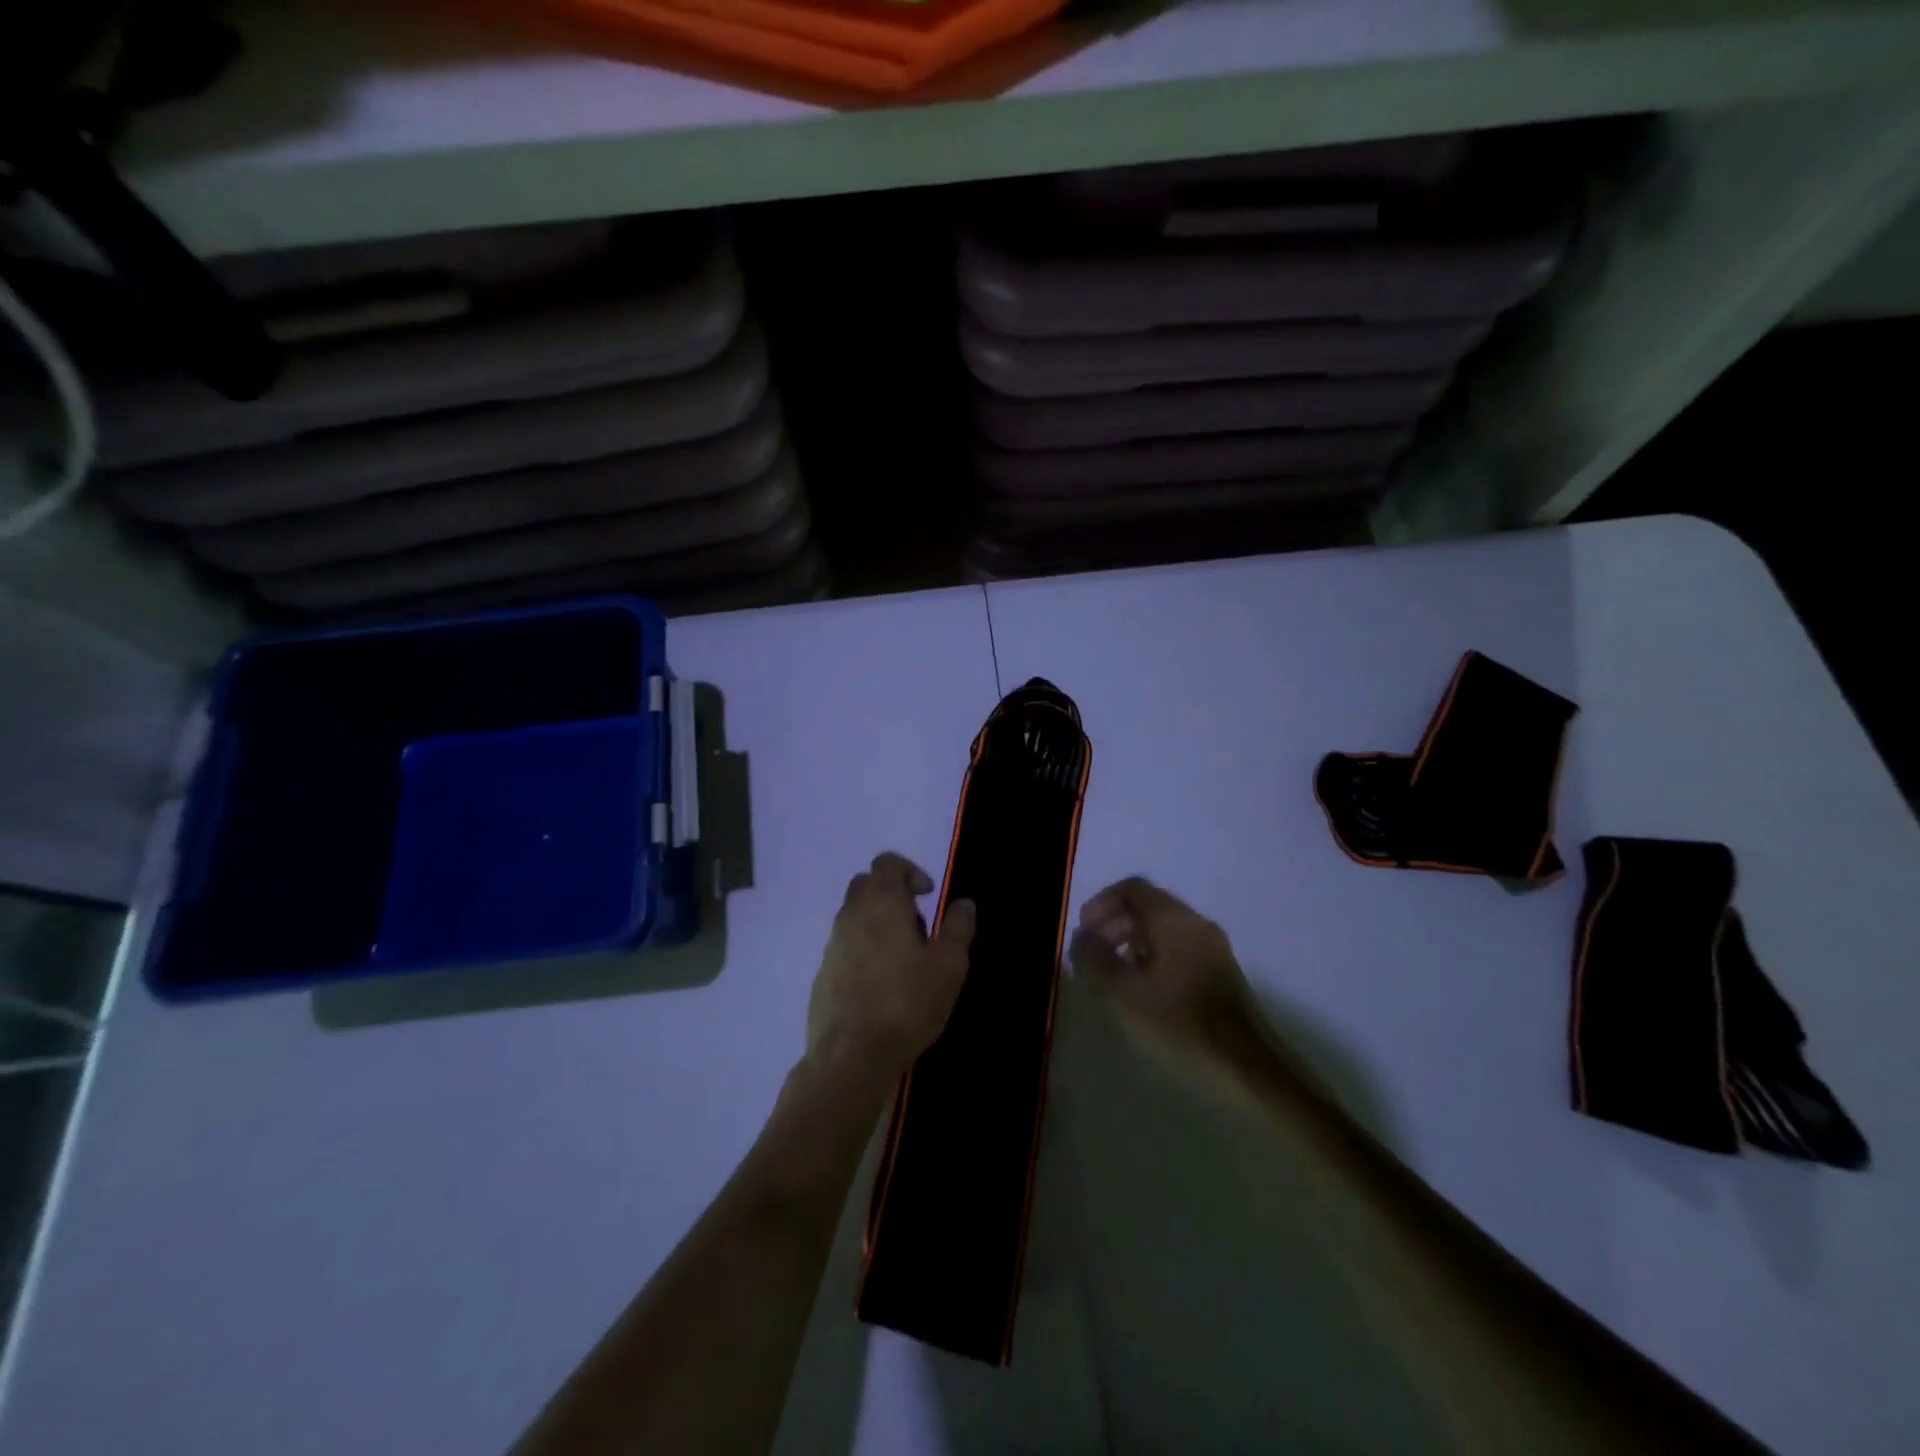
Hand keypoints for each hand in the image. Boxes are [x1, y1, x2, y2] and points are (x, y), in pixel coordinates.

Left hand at [807, 853, 974, 1094]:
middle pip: (867, 884)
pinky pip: (845, 946)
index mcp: (881, 902)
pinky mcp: (823, 973)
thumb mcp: (949, 966)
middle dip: (892, 895)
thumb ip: (958, 928)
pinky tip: (882, 986)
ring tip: (905, 961)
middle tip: (918, 926)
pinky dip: (863, 951)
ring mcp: (832, 944)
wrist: (851, 1055)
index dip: (910, 871)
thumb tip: (964, 903)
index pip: (887, 862)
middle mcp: (851, 914)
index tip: (929, 896)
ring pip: (854, 916)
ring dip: (878, 924)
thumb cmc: (906, 1003)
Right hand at [1069, 877, 1259, 1059]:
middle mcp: (1196, 923)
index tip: (1084, 931)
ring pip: (1164, 928)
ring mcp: (1213, 948)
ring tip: (1114, 974)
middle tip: (1093, 953)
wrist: (1245, 1067)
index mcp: (1173, 919)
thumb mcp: (1121, 992)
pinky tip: (1144, 990)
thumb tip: (1082, 937)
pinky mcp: (1221, 973)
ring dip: (1133, 941)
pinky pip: (1179, 948)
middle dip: (1115, 922)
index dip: (1101, 903)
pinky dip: (1154, 956)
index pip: (1132, 888)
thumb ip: (1094, 958)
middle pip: (1149, 905)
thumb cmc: (1178, 1023)